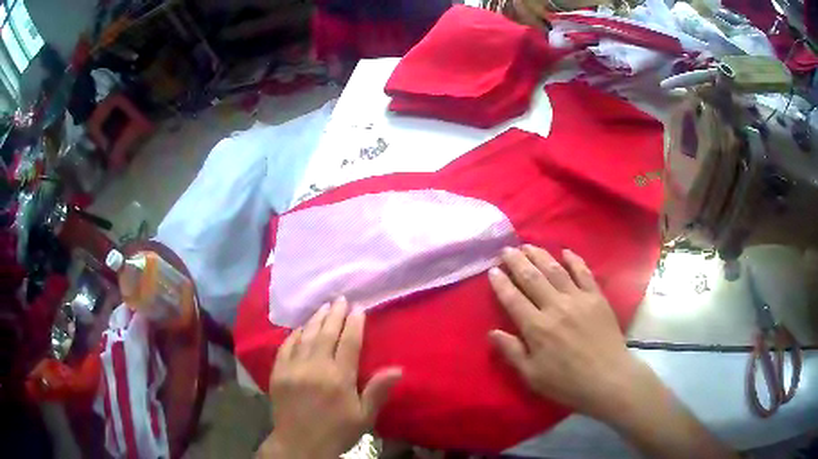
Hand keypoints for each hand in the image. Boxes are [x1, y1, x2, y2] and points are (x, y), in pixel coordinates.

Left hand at [259, 298, 401, 458]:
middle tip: (340, 299)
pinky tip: (300, 328)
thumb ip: (378, 391)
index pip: (348, 343)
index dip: (354, 324)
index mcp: (338, 378)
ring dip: (315, 319)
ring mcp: (293, 368)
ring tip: (324, 306)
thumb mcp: (363, 417)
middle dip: (335, 314)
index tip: (358, 308)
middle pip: (326, 334)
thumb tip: (398, 369)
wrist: (299, 444)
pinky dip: (294, 334)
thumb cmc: (336, 431)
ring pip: (306, 336)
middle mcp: (315, 367)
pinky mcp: (278, 372)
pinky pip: (285, 346)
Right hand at [487, 245, 649, 421]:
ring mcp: (578, 299)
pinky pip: (584, 273)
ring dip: (539, 255)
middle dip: (517, 261)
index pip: (513, 299)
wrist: (609, 379)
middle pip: (532, 278)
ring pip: (555, 270)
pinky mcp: (597, 297)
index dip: (501, 283)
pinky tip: (565, 251)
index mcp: (537, 328)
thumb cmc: (567, 383)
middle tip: (506, 250)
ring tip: (528, 245)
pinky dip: (574, 260)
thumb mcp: (533, 376)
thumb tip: (492, 332)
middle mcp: (556, 307)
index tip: (492, 270)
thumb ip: (512, 352)